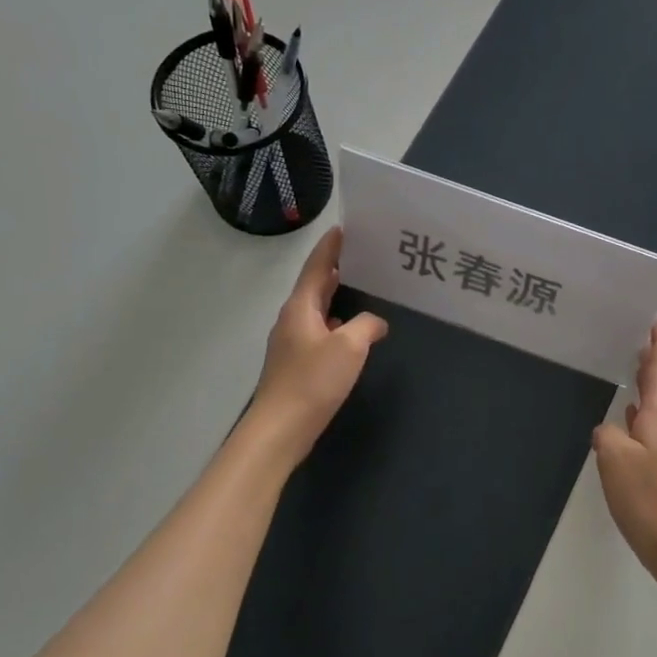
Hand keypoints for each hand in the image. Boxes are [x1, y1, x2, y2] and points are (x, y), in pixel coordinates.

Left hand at [248, 227, 387, 462]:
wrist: (281, 428)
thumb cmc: (313, 381)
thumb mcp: (349, 347)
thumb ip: (366, 326)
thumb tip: (375, 322)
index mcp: (300, 308)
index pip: (316, 267)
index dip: (330, 248)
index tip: (343, 228)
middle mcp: (292, 320)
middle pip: (314, 287)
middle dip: (335, 270)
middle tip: (361, 256)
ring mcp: (291, 343)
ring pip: (316, 311)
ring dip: (335, 298)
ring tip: (361, 289)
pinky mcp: (296, 365)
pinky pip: (319, 333)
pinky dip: (335, 325)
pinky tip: (350, 332)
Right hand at [592, 322, 656, 578]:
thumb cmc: (646, 497)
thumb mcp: (614, 458)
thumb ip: (608, 434)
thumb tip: (610, 430)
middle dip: (650, 367)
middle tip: (638, 344)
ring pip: (655, 415)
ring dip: (643, 396)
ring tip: (628, 381)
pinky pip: (652, 438)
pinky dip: (640, 425)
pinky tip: (627, 430)